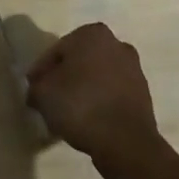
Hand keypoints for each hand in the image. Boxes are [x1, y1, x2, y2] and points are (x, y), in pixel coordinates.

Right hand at [26, 23, 163, 170]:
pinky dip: (100, 102)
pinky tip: (88, 120)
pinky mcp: (144, 95)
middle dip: (65, 77)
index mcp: (92, 33)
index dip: (42, 72)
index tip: (34, 90)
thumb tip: (37, 91)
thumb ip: (35, 87)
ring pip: (97, 77)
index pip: (57, 51)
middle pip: (79, 61)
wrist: (126, 144)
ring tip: (68, 113)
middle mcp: (116, 44)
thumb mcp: (43, 94)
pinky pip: (112, 94)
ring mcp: (134, 70)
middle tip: (50, 98)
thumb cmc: (80, 106)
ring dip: (83, 90)